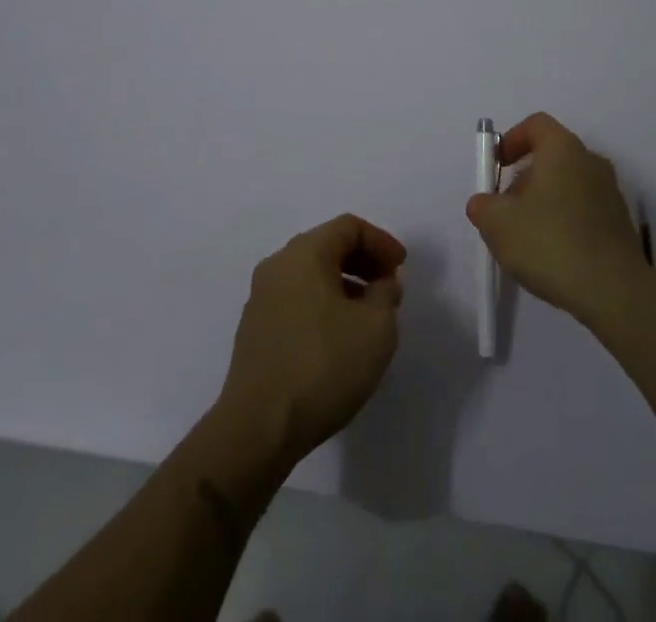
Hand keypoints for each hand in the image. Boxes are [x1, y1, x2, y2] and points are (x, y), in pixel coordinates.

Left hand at [217, 214, 405, 466]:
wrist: (258, 428)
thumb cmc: (323, 366)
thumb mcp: (376, 328)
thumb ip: (386, 294)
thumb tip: (381, 284)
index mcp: (305, 253)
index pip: (349, 227)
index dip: (381, 241)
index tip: (401, 268)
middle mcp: (278, 265)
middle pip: (327, 245)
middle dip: (363, 261)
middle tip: (388, 288)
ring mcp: (261, 297)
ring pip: (310, 274)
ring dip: (343, 284)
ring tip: (367, 316)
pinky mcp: (253, 329)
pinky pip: (296, 299)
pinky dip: (322, 304)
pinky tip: (337, 338)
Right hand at [466, 113, 650, 331]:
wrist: (615, 292)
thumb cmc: (551, 243)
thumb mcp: (498, 224)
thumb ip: (483, 206)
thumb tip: (484, 203)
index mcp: (563, 149)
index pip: (536, 124)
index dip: (511, 140)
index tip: (497, 167)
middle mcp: (590, 161)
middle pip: (551, 155)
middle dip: (524, 178)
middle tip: (507, 209)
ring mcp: (610, 192)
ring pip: (568, 184)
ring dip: (544, 201)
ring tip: (528, 238)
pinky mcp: (620, 223)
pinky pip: (584, 209)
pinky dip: (565, 221)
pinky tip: (554, 255)